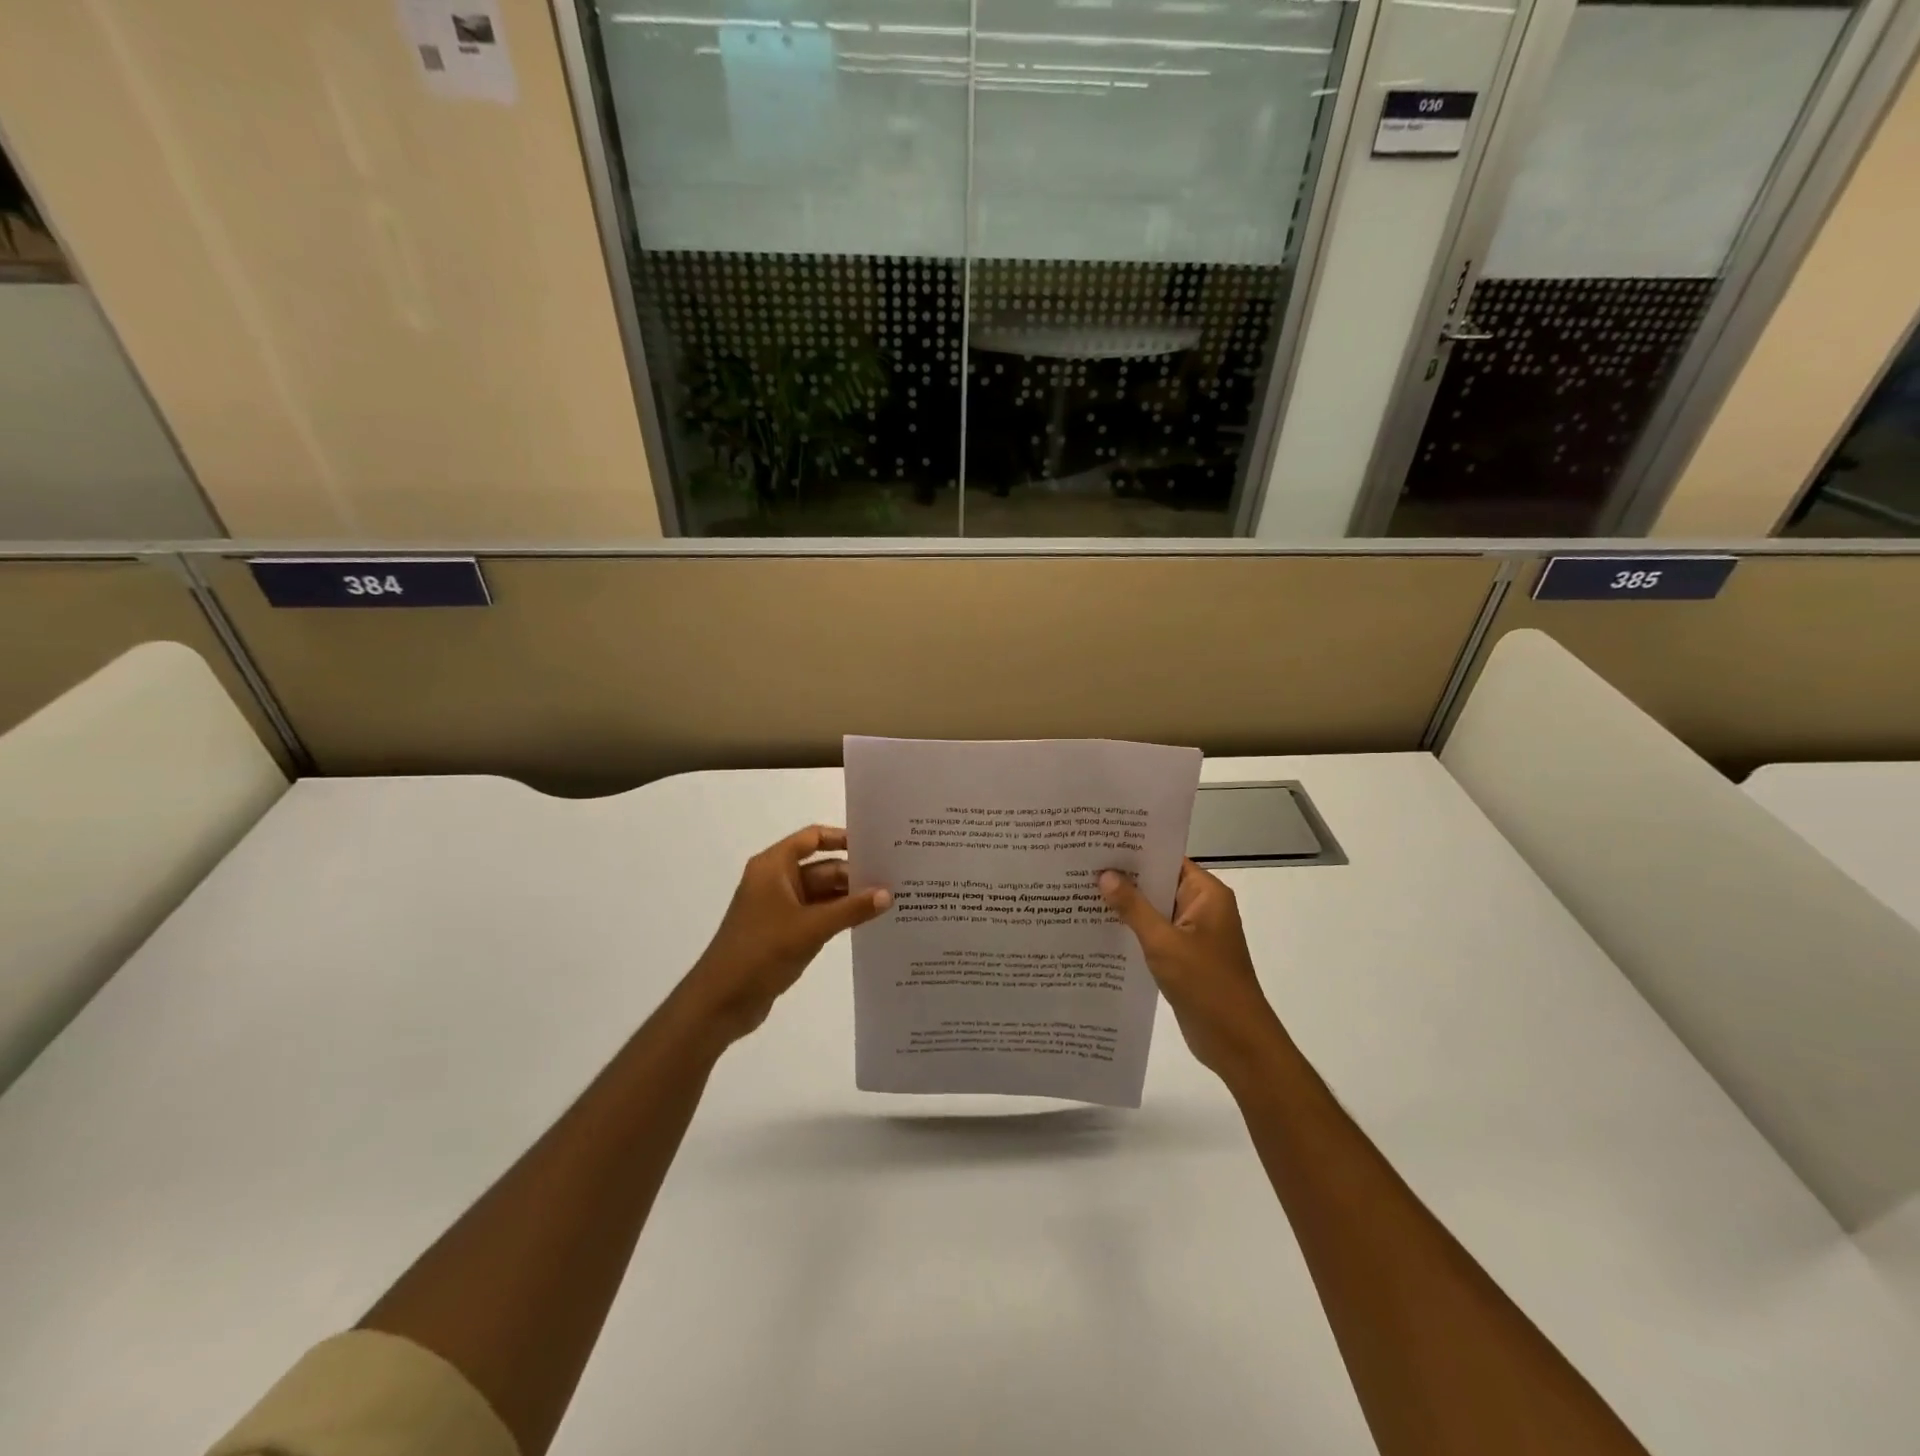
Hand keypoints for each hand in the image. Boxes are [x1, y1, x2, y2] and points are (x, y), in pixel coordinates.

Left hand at [680, 826, 890, 1044]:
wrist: (721, 1001)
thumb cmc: (761, 951)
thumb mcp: (811, 927)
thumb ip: (851, 909)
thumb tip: (888, 894)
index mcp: (773, 867)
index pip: (812, 838)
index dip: (842, 837)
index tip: (875, 845)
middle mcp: (776, 881)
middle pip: (822, 867)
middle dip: (854, 874)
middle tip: (894, 879)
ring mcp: (780, 908)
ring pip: (822, 894)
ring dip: (849, 898)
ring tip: (890, 900)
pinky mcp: (784, 933)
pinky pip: (818, 916)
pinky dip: (839, 917)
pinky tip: (867, 923)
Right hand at [1100, 860, 1287, 1088]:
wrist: (1237, 1042)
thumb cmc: (1206, 984)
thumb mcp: (1164, 942)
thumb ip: (1133, 907)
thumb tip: (1105, 874)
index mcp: (1206, 894)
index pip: (1167, 858)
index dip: (1135, 849)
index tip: (1099, 841)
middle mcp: (1202, 907)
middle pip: (1158, 882)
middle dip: (1124, 877)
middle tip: (1081, 864)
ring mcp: (1193, 934)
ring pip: (1154, 909)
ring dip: (1126, 905)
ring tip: (1081, 891)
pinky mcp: (1184, 957)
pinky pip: (1154, 933)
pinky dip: (1132, 930)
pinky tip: (1099, 927)